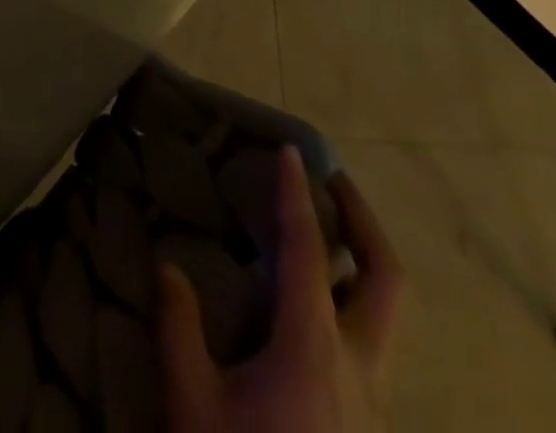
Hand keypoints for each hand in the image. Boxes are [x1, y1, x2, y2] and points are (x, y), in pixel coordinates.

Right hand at [158, 148, 402, 432]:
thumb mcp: (193, 405)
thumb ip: (179, 327)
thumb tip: (169, 267)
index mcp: (313, 350)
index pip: (308, 251)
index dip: (296, 195)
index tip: (290, 150)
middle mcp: (358, 368)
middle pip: (386, 281)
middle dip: (364, 222)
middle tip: (334, 182)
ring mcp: (371, 403)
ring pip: (386, 316)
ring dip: (363, 261)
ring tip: (325, 235)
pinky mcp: (365, 425)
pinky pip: (369, 343)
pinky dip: (351, 300)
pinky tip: (314, 307)